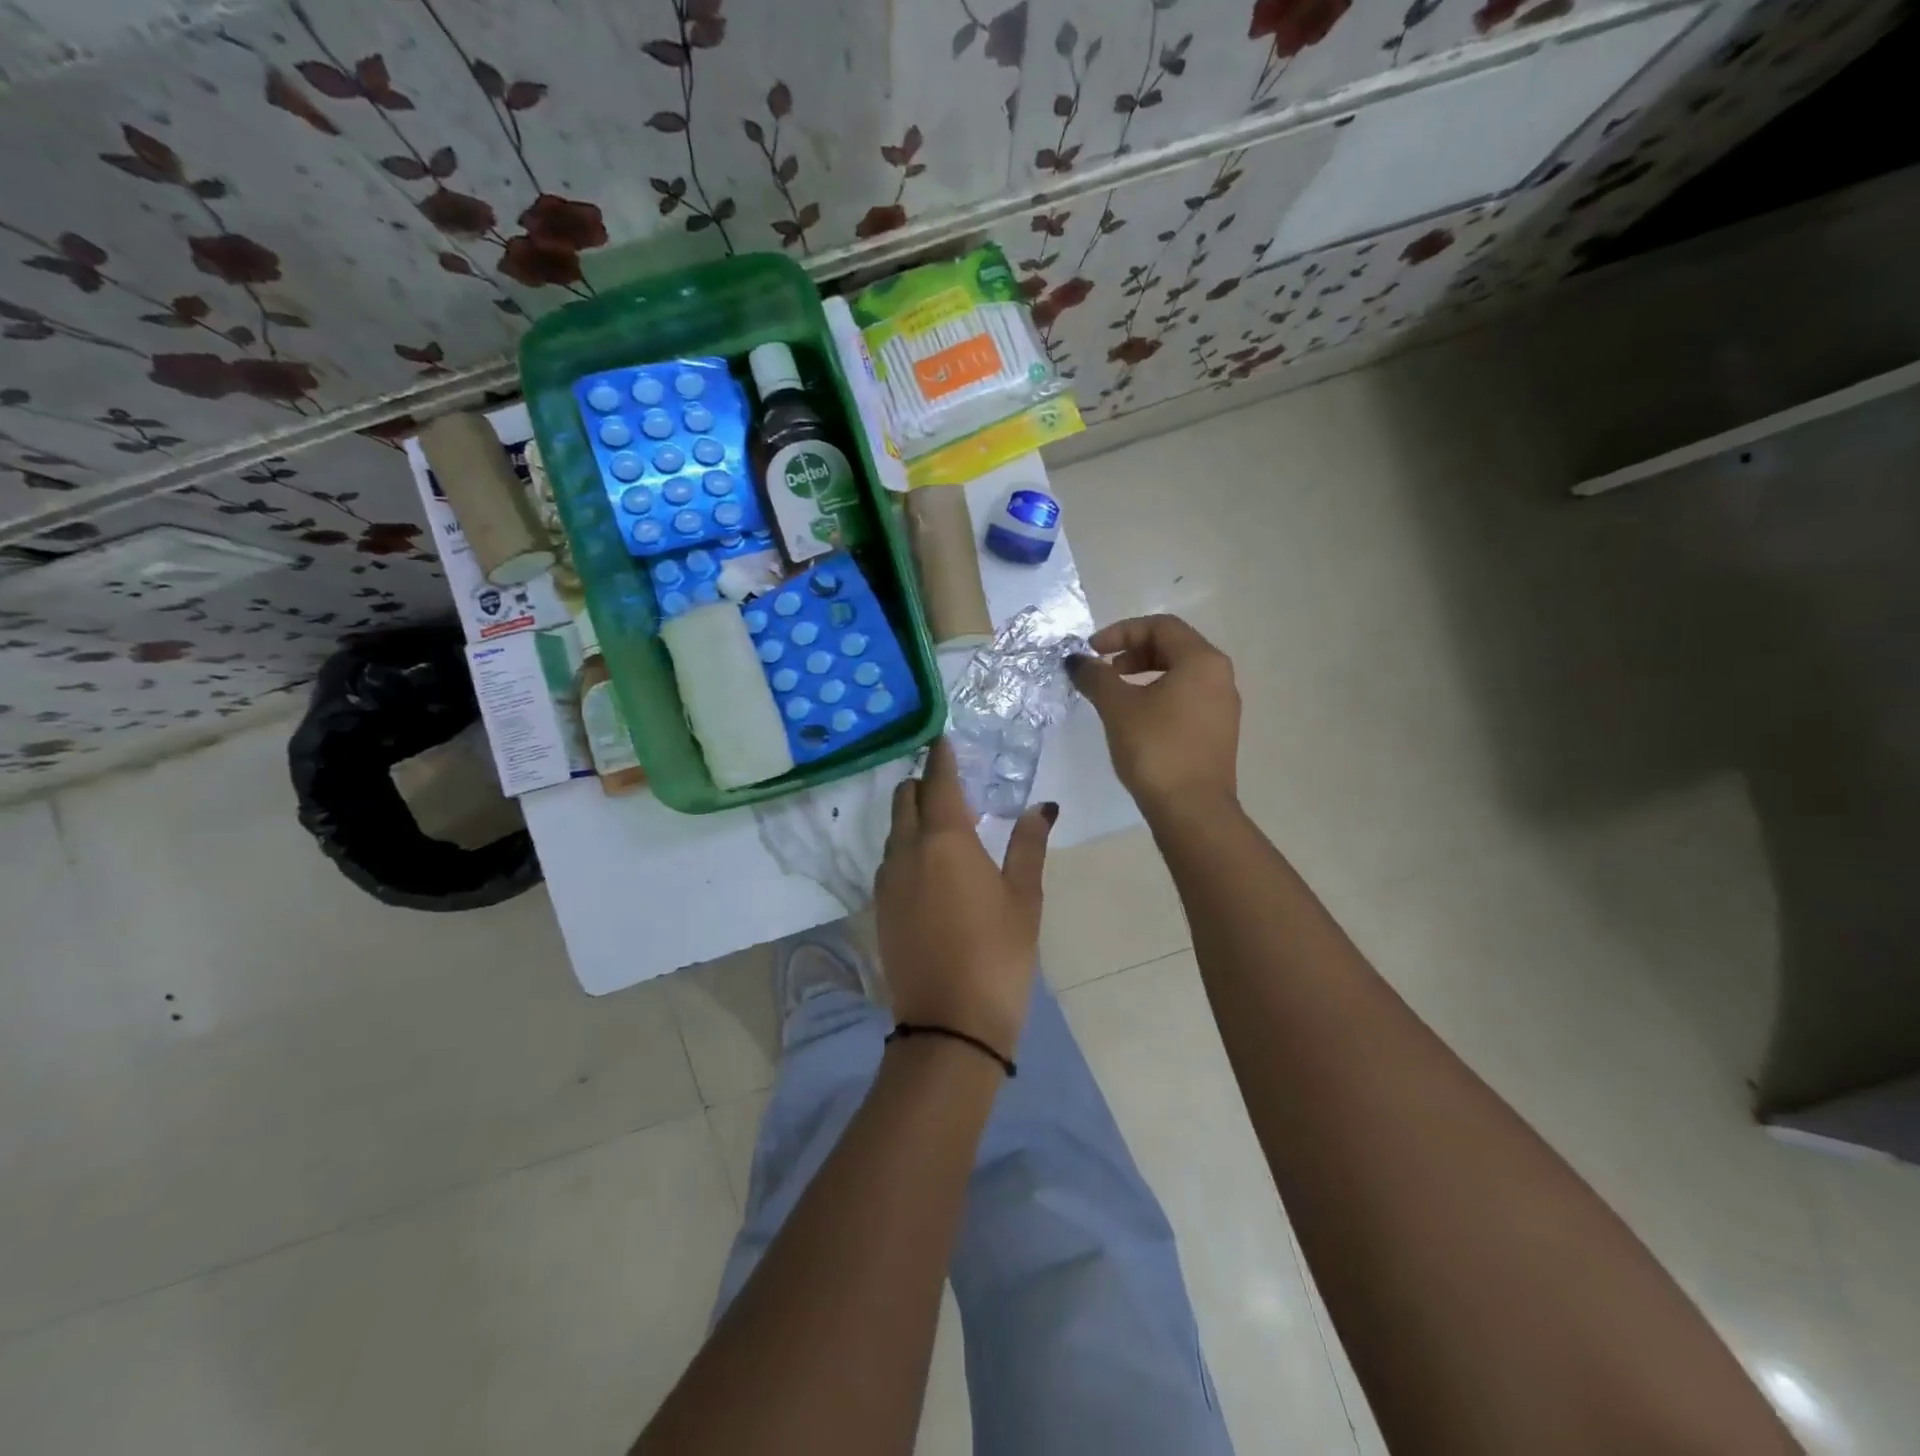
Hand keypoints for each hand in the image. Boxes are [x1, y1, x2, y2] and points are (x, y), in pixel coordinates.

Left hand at [875, 738, 1055, 1060]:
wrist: (949, 1024)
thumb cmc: (998, 954)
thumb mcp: (1024, 898)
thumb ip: (1028, 845)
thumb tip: (1041, 806)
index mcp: (945, 839)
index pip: (939, 780)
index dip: (942, 756)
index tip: (944, 738)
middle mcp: (907, 849)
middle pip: (906, 798)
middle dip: (925, 782)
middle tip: (953, 785)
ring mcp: (887, 879)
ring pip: (895, 829)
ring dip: (914, 815)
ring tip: (946, 824)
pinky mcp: (879, 905)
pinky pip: (890, 858)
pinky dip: (906, 845)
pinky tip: (930, 864)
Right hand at [1068, 614, 1240, 819]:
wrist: (1192, 810)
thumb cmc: (1155, 748)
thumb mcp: (1117, 707)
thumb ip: (1095, 676)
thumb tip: (1076, 660)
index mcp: (1201, 661)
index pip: (1160, 626)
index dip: (1121, 632)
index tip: (1092, 651)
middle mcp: (1219, 676)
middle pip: (1172, 646)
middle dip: (1132, 652)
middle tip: (1103, 670)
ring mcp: (1222, 705)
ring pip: (1179, 673)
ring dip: (1143, 674)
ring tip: (1115, 694)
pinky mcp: (1217, 731)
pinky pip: (1186, 697)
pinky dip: (1158, 695)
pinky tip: (1135, 718)